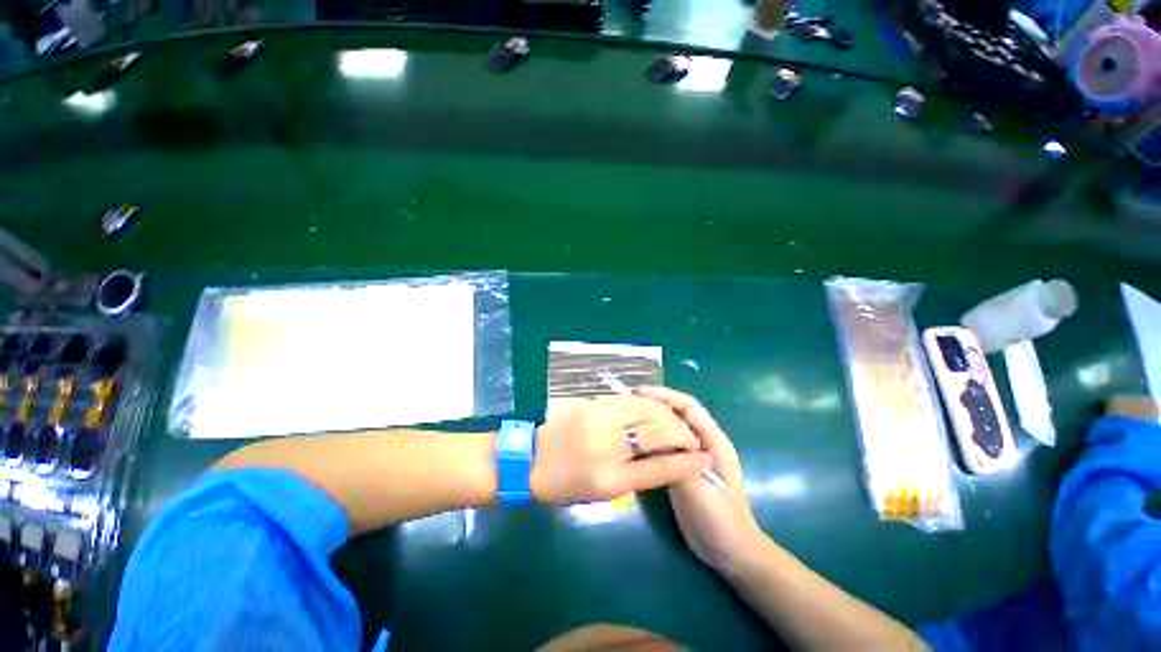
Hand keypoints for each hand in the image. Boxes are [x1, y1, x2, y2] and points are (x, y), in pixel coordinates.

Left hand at [530, 396, 710, 503]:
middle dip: (681, 434)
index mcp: (611, 479)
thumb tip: (667, 460)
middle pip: (657, 432)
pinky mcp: (591, 405)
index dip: (687, 463)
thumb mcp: (604, 492)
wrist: (532, 459)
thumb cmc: (567, 485)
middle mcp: (607, 447)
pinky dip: (645, 404)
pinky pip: (626, 400)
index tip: (705, 459)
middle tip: (689, 438)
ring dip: (666, 415)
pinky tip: (652, 409)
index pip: (661, 468)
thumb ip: (637, 476)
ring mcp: (598, 420)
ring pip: (645, 409)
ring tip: (674, 422)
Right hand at [634, 387, 762, 574]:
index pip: (688, 407)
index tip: (639, 392)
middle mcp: (702, 442)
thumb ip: (678, 462)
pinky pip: (664, 445)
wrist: (729, 552)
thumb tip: (653, 437)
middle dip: (654, 403)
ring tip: (626, 414)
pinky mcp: (681, 467)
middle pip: (677, 413)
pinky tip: (634, 440)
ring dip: (650, 419)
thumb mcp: (700, 490)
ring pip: (669, 428)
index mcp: (714, 441)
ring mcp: (691, 454)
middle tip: (627, 400)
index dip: (665, 396)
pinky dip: (650, 438)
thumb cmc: (721, 520)